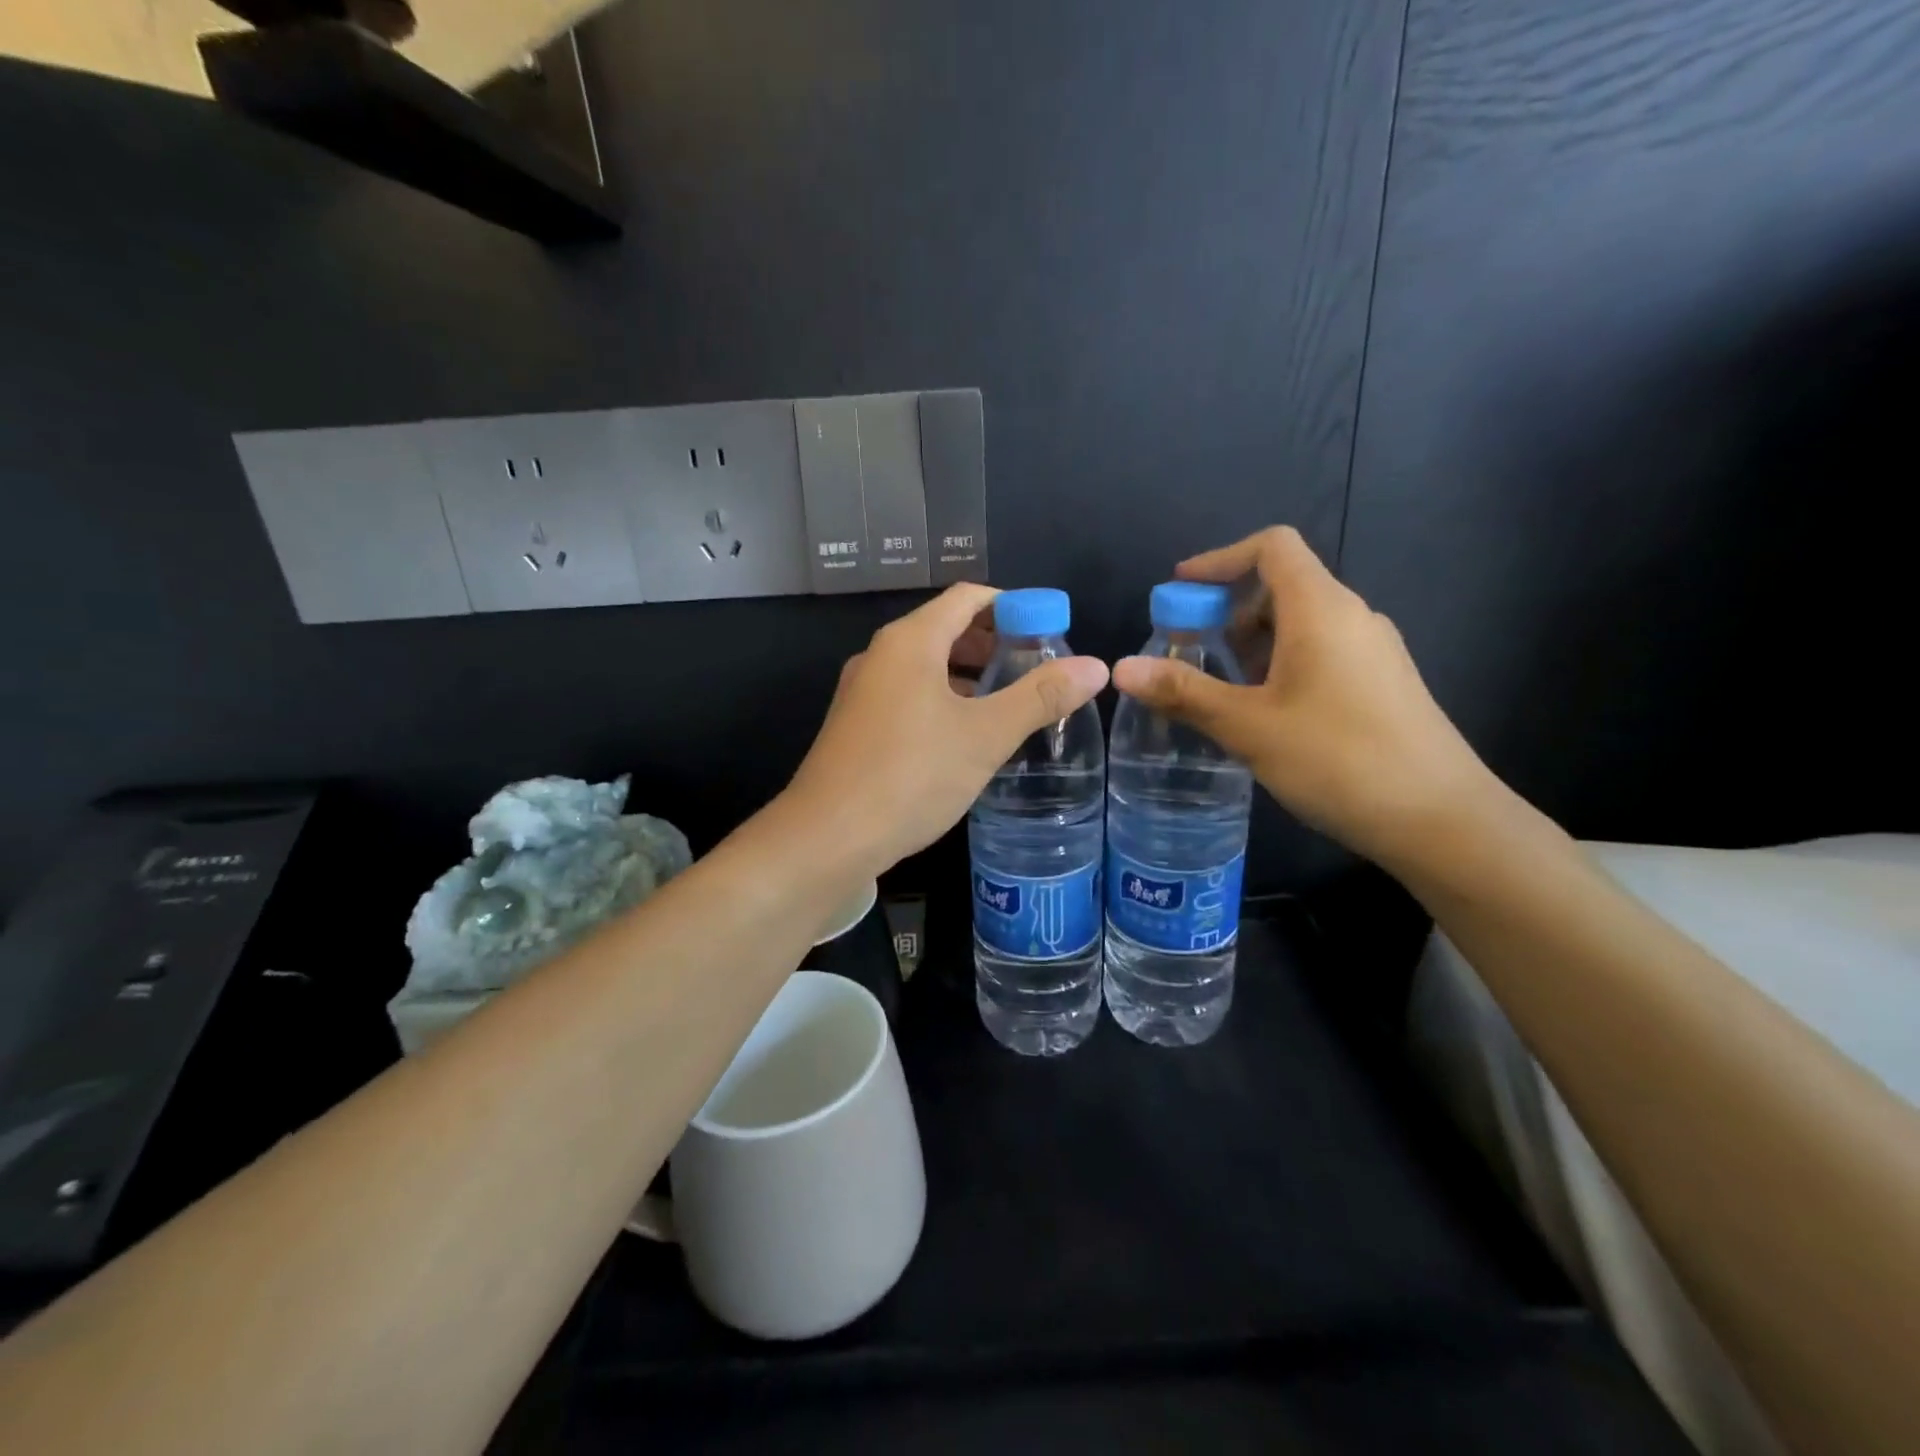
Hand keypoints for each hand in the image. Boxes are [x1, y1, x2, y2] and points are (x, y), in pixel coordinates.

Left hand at [789, 584, 1109, 872]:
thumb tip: (1096, 666)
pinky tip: (965, 736)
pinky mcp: (856, 726)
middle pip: (945, 628)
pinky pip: (908, 696)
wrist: (827, 838)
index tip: (1050, 631)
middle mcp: (881, 655)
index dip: (1013, 605)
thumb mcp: (985, 736)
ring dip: (968, 676)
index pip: (968, 597)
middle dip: (993, 643)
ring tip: (1009, 703)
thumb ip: (1040, 698)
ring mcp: (863, 691)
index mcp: (910, 641)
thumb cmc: (910, 775)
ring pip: (926, 666)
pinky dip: (943, 701)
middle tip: (1037, 670)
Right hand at [1110, 527, 1503, 869]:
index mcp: (1321, 609)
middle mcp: (1352, 617)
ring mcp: (1372, 651)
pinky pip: (1320, 652)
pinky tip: (1263, 713)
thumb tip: (1121, 667)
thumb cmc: (1338, 759)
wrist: (1441, 819)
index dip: (1219, 560)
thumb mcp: (1248, 726)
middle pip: (1282, 584)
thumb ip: (1184, 692)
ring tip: (1219, 689)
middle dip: (1227, 610)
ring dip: (1251, 642)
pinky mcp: (1381, 684)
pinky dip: (1279, 663)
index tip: (1179, 592)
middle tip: (1188, 652)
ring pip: (1300, 623)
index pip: (1272, 547)